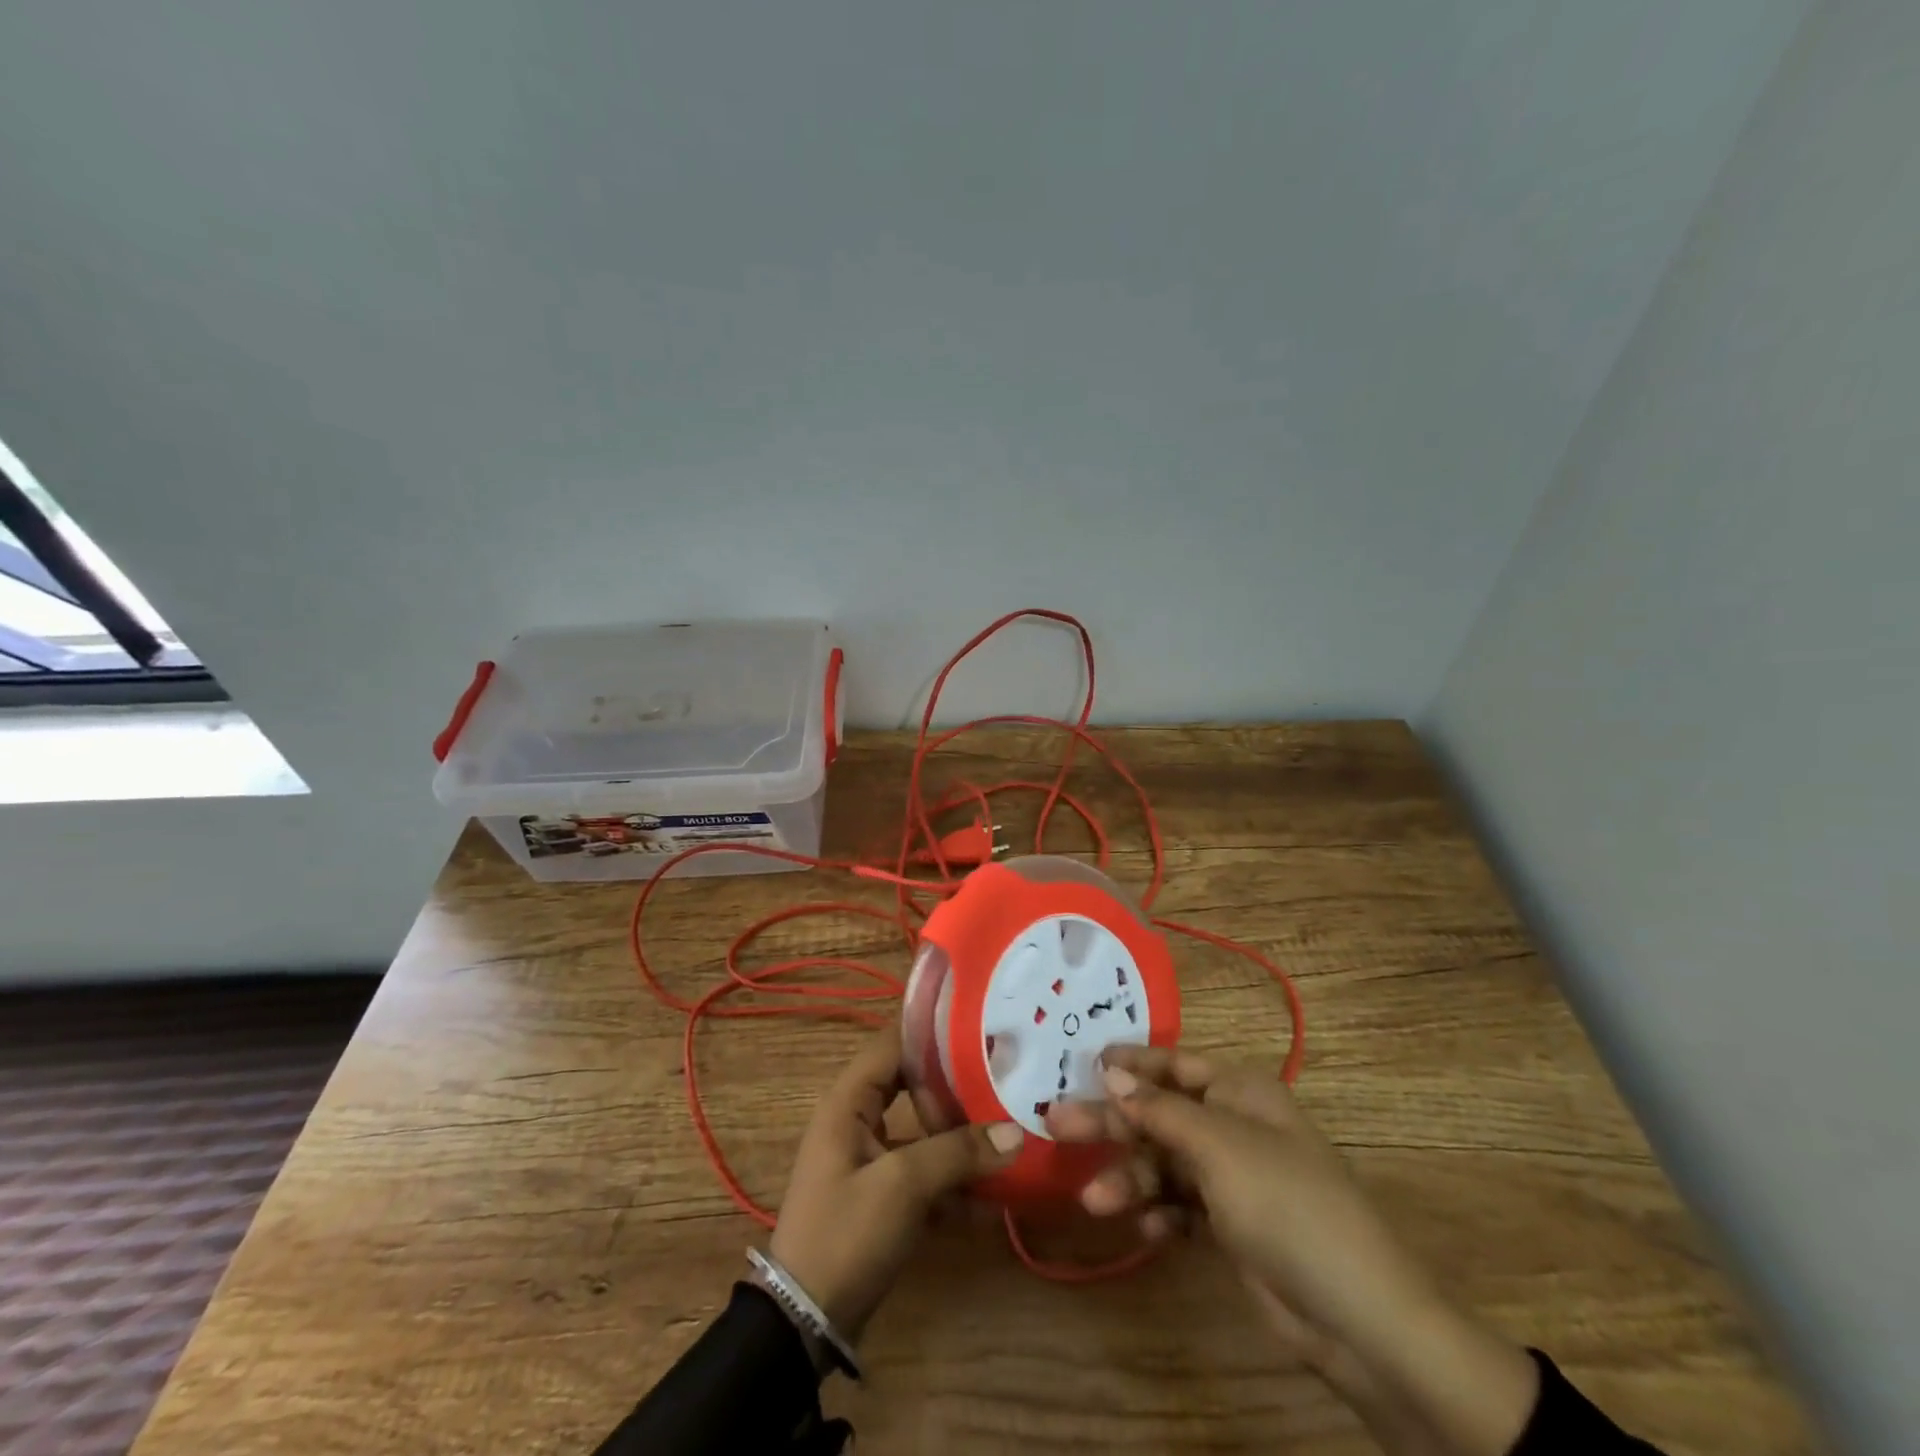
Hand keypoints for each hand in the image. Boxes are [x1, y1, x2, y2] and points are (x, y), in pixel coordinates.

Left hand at [770, 1027, 1022, 1343]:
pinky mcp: (882, 1195)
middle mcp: (858, 1119)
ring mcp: (870, 1158)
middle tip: (1005, 1076)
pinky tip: (993, 1197)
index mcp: (849, 1100)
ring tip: (1010, 1131)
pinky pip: (923, 1172)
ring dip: (961, 1137)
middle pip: (913, 1085)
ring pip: (923, 1131)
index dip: (933, 1032)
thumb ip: (958, 1153)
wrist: (804, 1323)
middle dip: (956, 1084)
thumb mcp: (903, 1186)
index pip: (893, 1043)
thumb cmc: (846, 1233)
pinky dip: (953, 1180)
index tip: (981, 1027)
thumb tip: (1015, 1132)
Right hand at [1047, 1046, 1537, 1455]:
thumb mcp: (1219, 1147)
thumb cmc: (1287, 1205)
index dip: (1131, 1062)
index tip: (1083, 1063)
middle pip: (1160, 1114)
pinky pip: (1179, 1206)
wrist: (1358, 1320)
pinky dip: (1160, 1215)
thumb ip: (1160, 1109)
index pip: (1175, 1064)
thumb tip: (1111, 1071)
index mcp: (1241, 1093)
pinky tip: (1147, 1232)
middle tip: (1056, 1122)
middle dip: (1113, 1122)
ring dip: (1130, 1179)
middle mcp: (1234, 1126)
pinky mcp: (1230, 1226)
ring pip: (1164, 1163)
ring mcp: (1233, 1178)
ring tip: (1096, 1201)